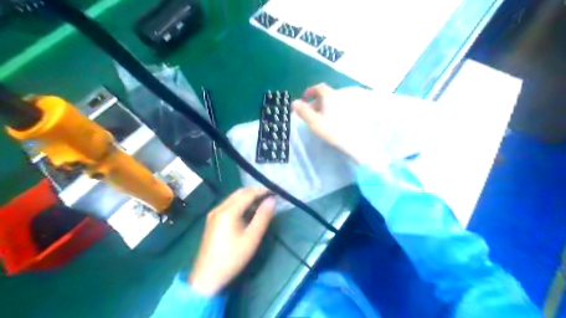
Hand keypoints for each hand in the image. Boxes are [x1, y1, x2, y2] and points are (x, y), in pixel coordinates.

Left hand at [189, 186, 274, 295]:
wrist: (207, 277)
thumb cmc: (232, 258)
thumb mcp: (252, 238)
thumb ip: (263, 217)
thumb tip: (272, 200)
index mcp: (228, 211)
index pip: (248, 193)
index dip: (262, 191)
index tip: (275, 192)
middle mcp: (219, 208)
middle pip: (239, 192)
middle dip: (255, 191)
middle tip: (269, 196)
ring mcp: (213, 213)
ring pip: (233, 198)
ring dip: (247, 197)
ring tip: (261, 203)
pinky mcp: (212, 220)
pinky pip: (228, 205)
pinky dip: (240, 203)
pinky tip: (247, 212)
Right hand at [295, 83, 354, 160]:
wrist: (354, 141)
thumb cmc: (332, 130)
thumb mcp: (314, 122)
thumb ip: (303, 111)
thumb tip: (294, 102)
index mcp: (330, 96)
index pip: (319, 87)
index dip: (310, 91)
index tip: (304, 98)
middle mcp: (339, 97)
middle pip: (326, 94)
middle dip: (315, 100)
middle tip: (309, 110)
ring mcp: (347, 104)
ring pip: (332, 101)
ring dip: (323, 105)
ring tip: (318, 117)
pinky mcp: (351, 113)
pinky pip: (338, 106)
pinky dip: (330, 109)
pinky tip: (329, 120)